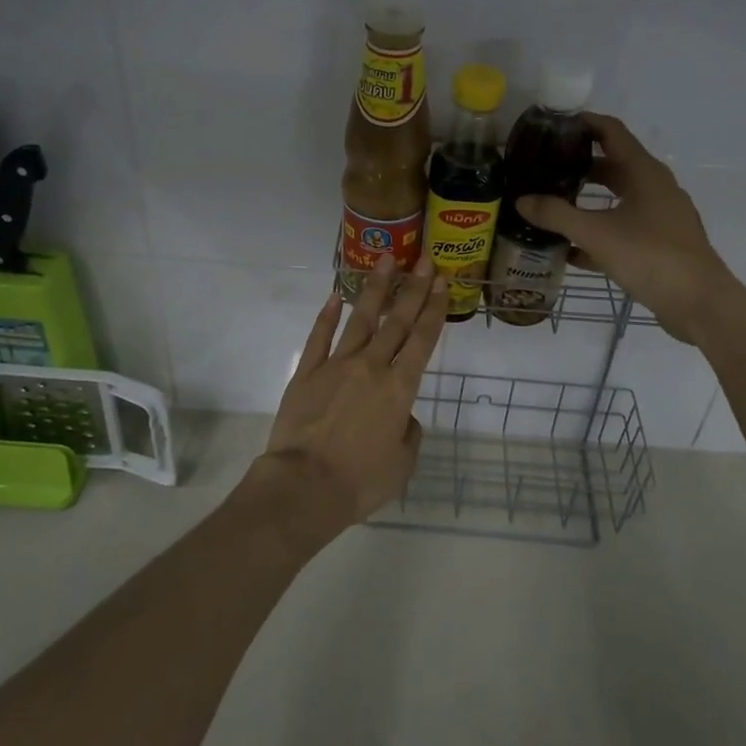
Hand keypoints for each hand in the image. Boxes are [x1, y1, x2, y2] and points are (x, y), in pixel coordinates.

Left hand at [256, 254, 446, 537]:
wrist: (304, 486)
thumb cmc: (360, 481)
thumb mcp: (402, 465)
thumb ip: (408, 434)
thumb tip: (402, 417)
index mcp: (399, 388)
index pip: (423, 340)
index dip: (434, 309)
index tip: (441, 282)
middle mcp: (371, 366)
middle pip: (396, 320)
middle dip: (413, 288)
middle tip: (423, 259)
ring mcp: (336, 365)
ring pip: (359, 319)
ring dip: (374, 288)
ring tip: (384, 260)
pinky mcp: (306, 372)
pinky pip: (319, 337)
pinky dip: (327, 315)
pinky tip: (334, 295)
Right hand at [514, 113, 743, 344]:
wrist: (700, 303)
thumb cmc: (650, 256)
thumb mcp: (596, 234)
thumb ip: (556, 215)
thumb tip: (521, 200)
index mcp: (644, 172)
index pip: (611, 131)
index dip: (583, 123)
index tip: (551, 126)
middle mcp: (655, 186)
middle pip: (613, 164)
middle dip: (578, 165)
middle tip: (544, 169)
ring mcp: (661, 215)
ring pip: (618, 197)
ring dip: (588, 199)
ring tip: (553, 205)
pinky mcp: (662, 242)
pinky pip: (625, 226)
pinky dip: (600, 229)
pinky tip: (572, 250)